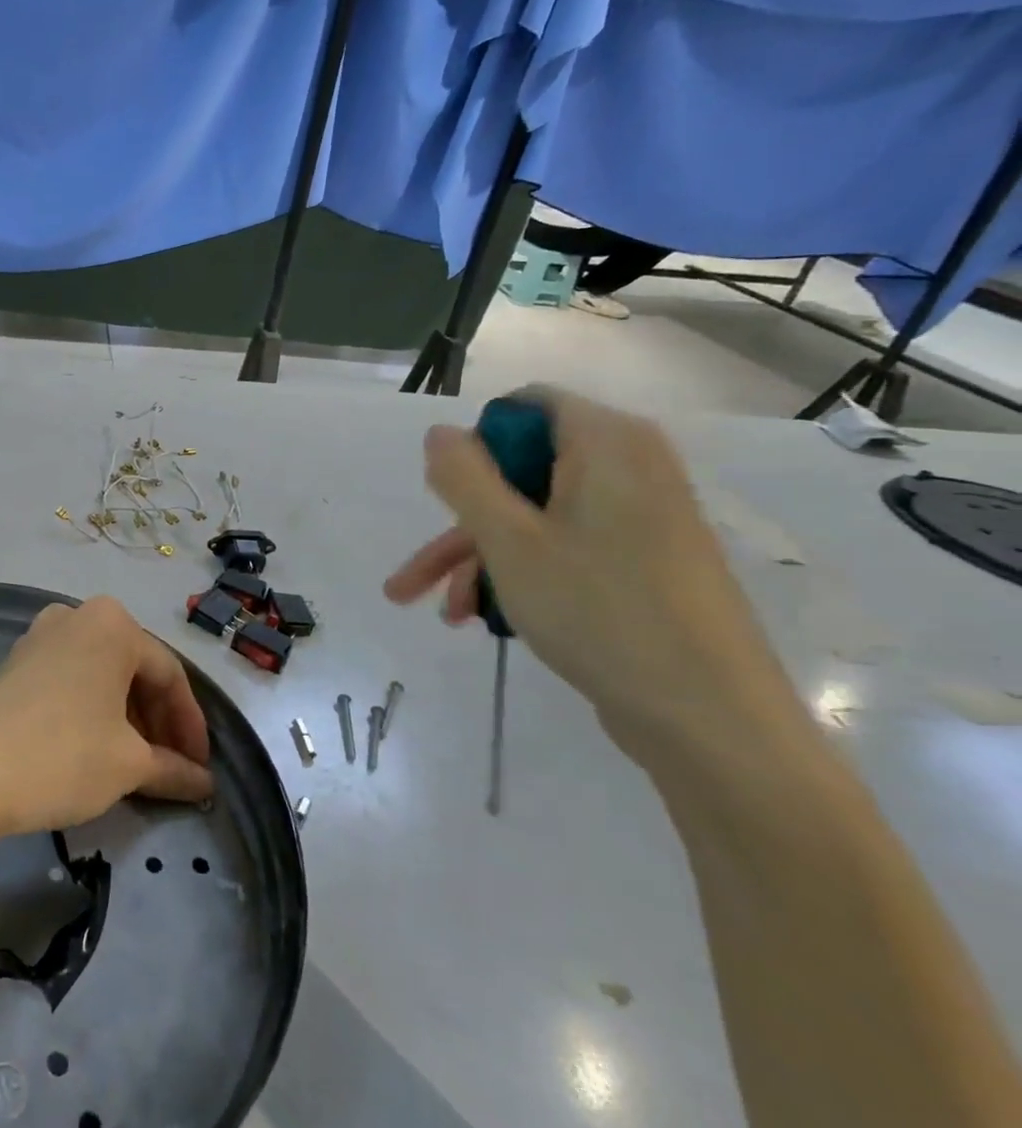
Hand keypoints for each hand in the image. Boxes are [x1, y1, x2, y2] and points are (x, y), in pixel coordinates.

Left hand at [0, 597, 213, 835]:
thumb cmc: (63, 756)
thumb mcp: (128, 765)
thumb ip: (174, 768)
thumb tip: (203, 783)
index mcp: (113, 624)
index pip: (169, 675)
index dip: (190, 726)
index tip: (201, 769)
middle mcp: (78, 616)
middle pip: (135, 670)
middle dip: (158, 722)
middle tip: (172, 769)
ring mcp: (41, 635)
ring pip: (102, 676)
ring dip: (127, 719)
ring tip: (139, 766)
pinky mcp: (17, 662)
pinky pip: (72, 680)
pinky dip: (94, 712)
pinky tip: (98, 750)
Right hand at [384, 387, 803, 757]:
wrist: (710, 721)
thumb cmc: (600, 611)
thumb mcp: (509, 540)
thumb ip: (463, 477)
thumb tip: (440, 433)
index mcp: (608, 444)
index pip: (525, 406)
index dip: (477, 445)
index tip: (450, 497)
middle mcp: (630, 469)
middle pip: (521, 471)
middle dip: (461, 523)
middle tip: (416, 573)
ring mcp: (640, 520)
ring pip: (535, 518)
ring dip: (478, 558)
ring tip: (439, 611)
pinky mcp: (643, 565)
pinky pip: (564, 549)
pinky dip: (519, 575)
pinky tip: (480, 619)